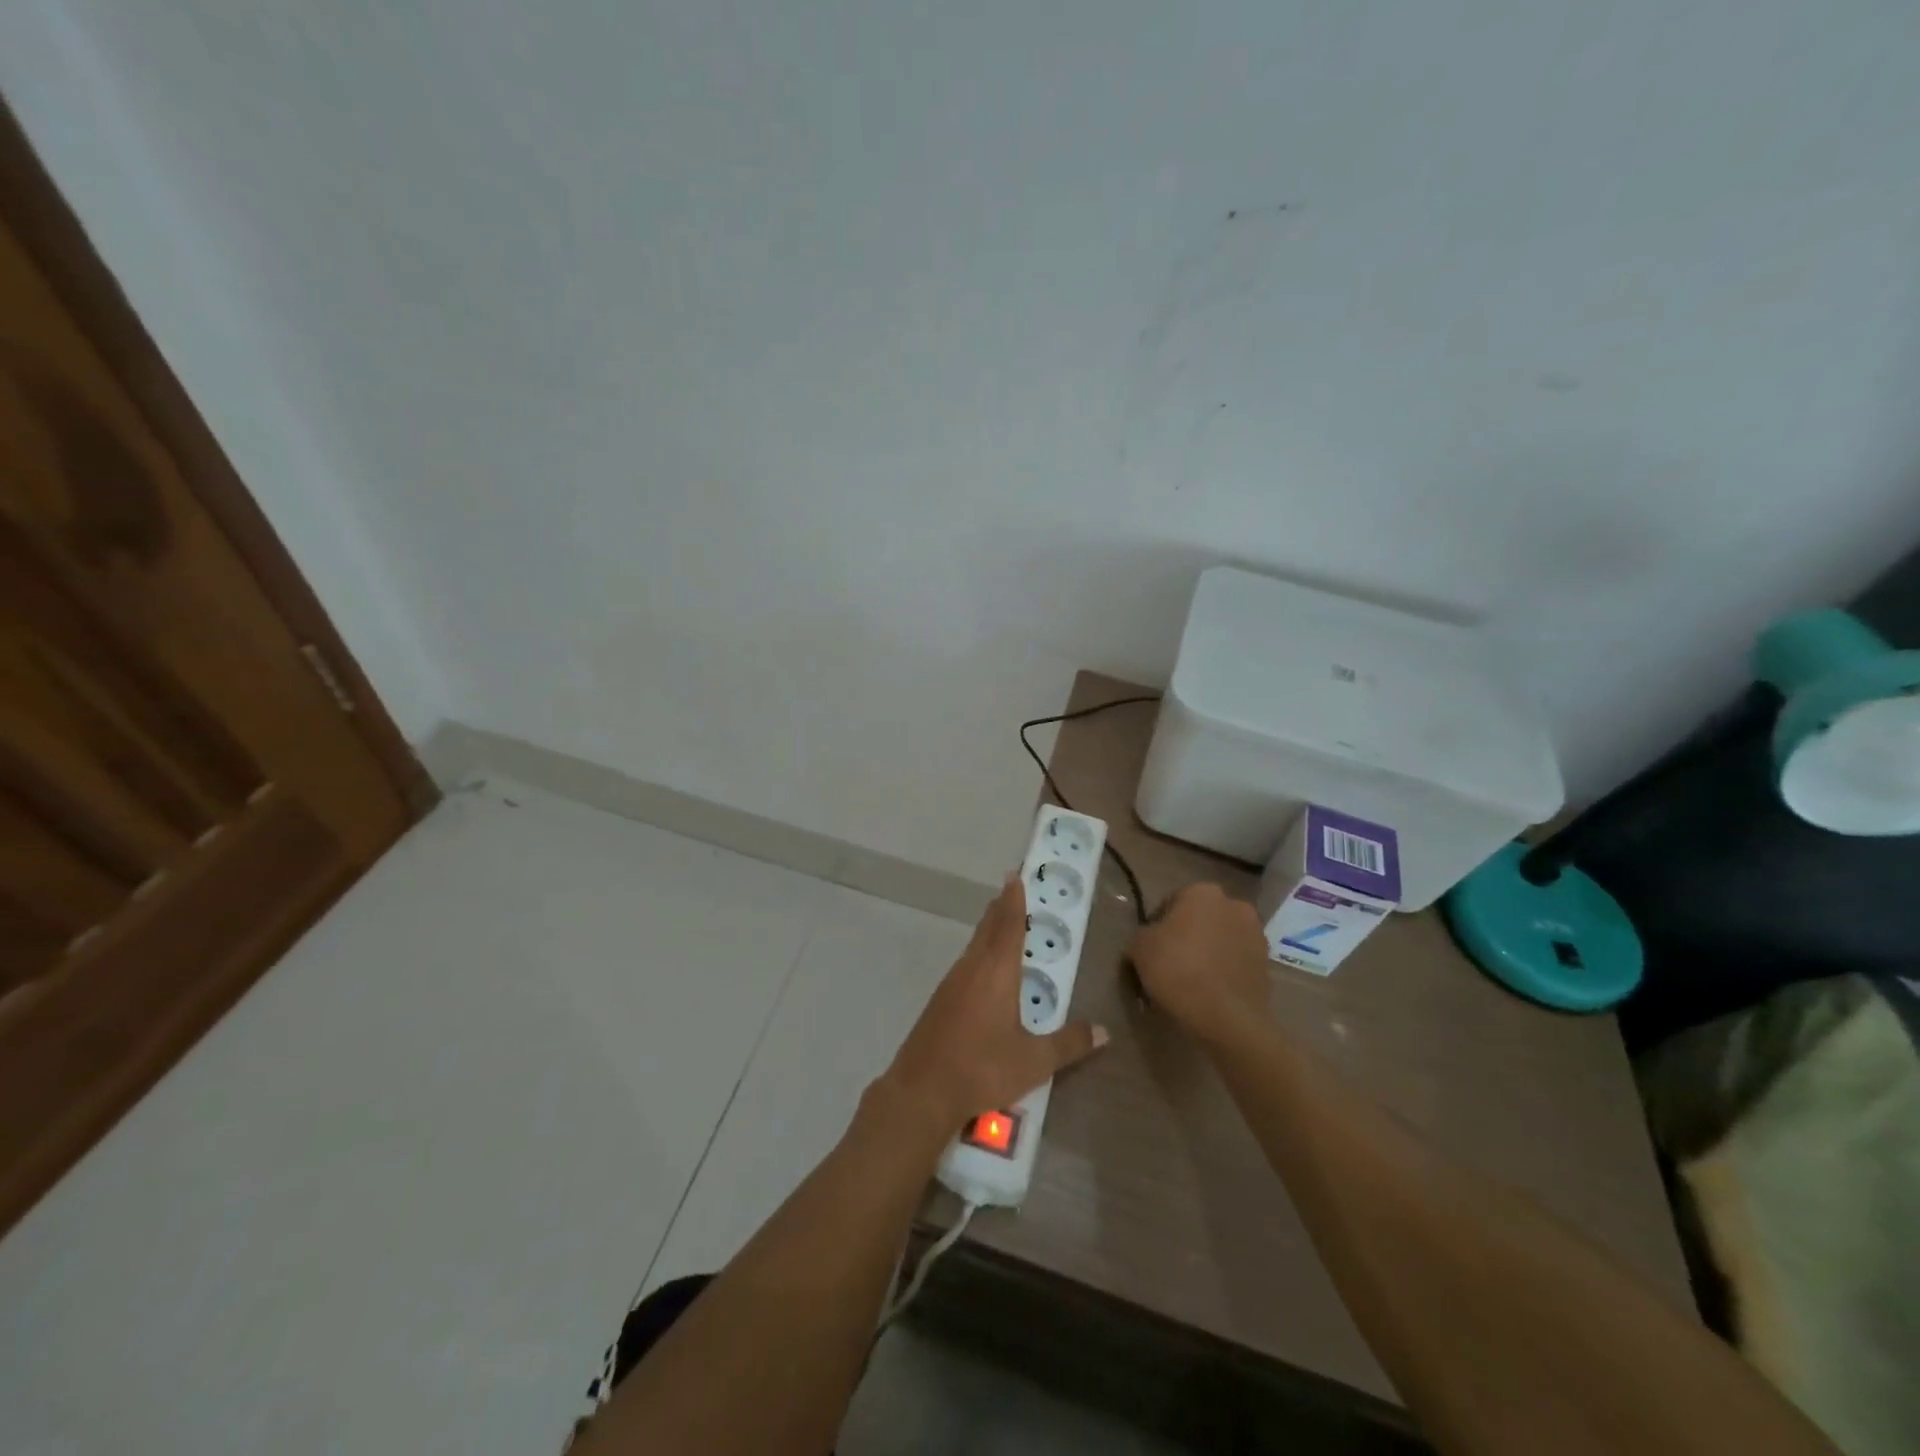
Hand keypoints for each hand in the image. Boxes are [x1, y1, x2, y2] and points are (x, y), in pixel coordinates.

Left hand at [882, 878, 1107, 1132]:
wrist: (921, 1091)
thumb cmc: (982, 1069)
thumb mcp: (1034, 1061)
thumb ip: (1069, 1044)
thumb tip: (1104, 1031)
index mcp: (997, 972)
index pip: (1009, 926)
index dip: (1014, 900)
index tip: (1014, 875)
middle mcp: (972, 968)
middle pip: (988, 929)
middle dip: (1000, 908)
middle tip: (1010, 889)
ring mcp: (951, 984)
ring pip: (974, 946)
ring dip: (988, 930)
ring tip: (1000, 922)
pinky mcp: (939, 1001)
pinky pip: (965, 964)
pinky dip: (978, 953)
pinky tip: (982, 969)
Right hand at [1127, 883, 1271, 1045]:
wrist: (1226, 1016)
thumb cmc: (1177, 969)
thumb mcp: (1139, 947)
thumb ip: (1142, 935)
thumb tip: (1148, 941)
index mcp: (1202, 892)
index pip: (1171, 903)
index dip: (1157, 925)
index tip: (1150, 949)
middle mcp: (1234, 905)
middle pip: (1200, 919)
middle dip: (1187, 936)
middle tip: (1170, 963)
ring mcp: (1256, 935)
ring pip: (1220, 940)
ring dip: (1208, 952)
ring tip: (1191, 981)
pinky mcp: (1267, 964)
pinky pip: (1236, 962)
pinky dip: (1224, 971)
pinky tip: (1209, 992)